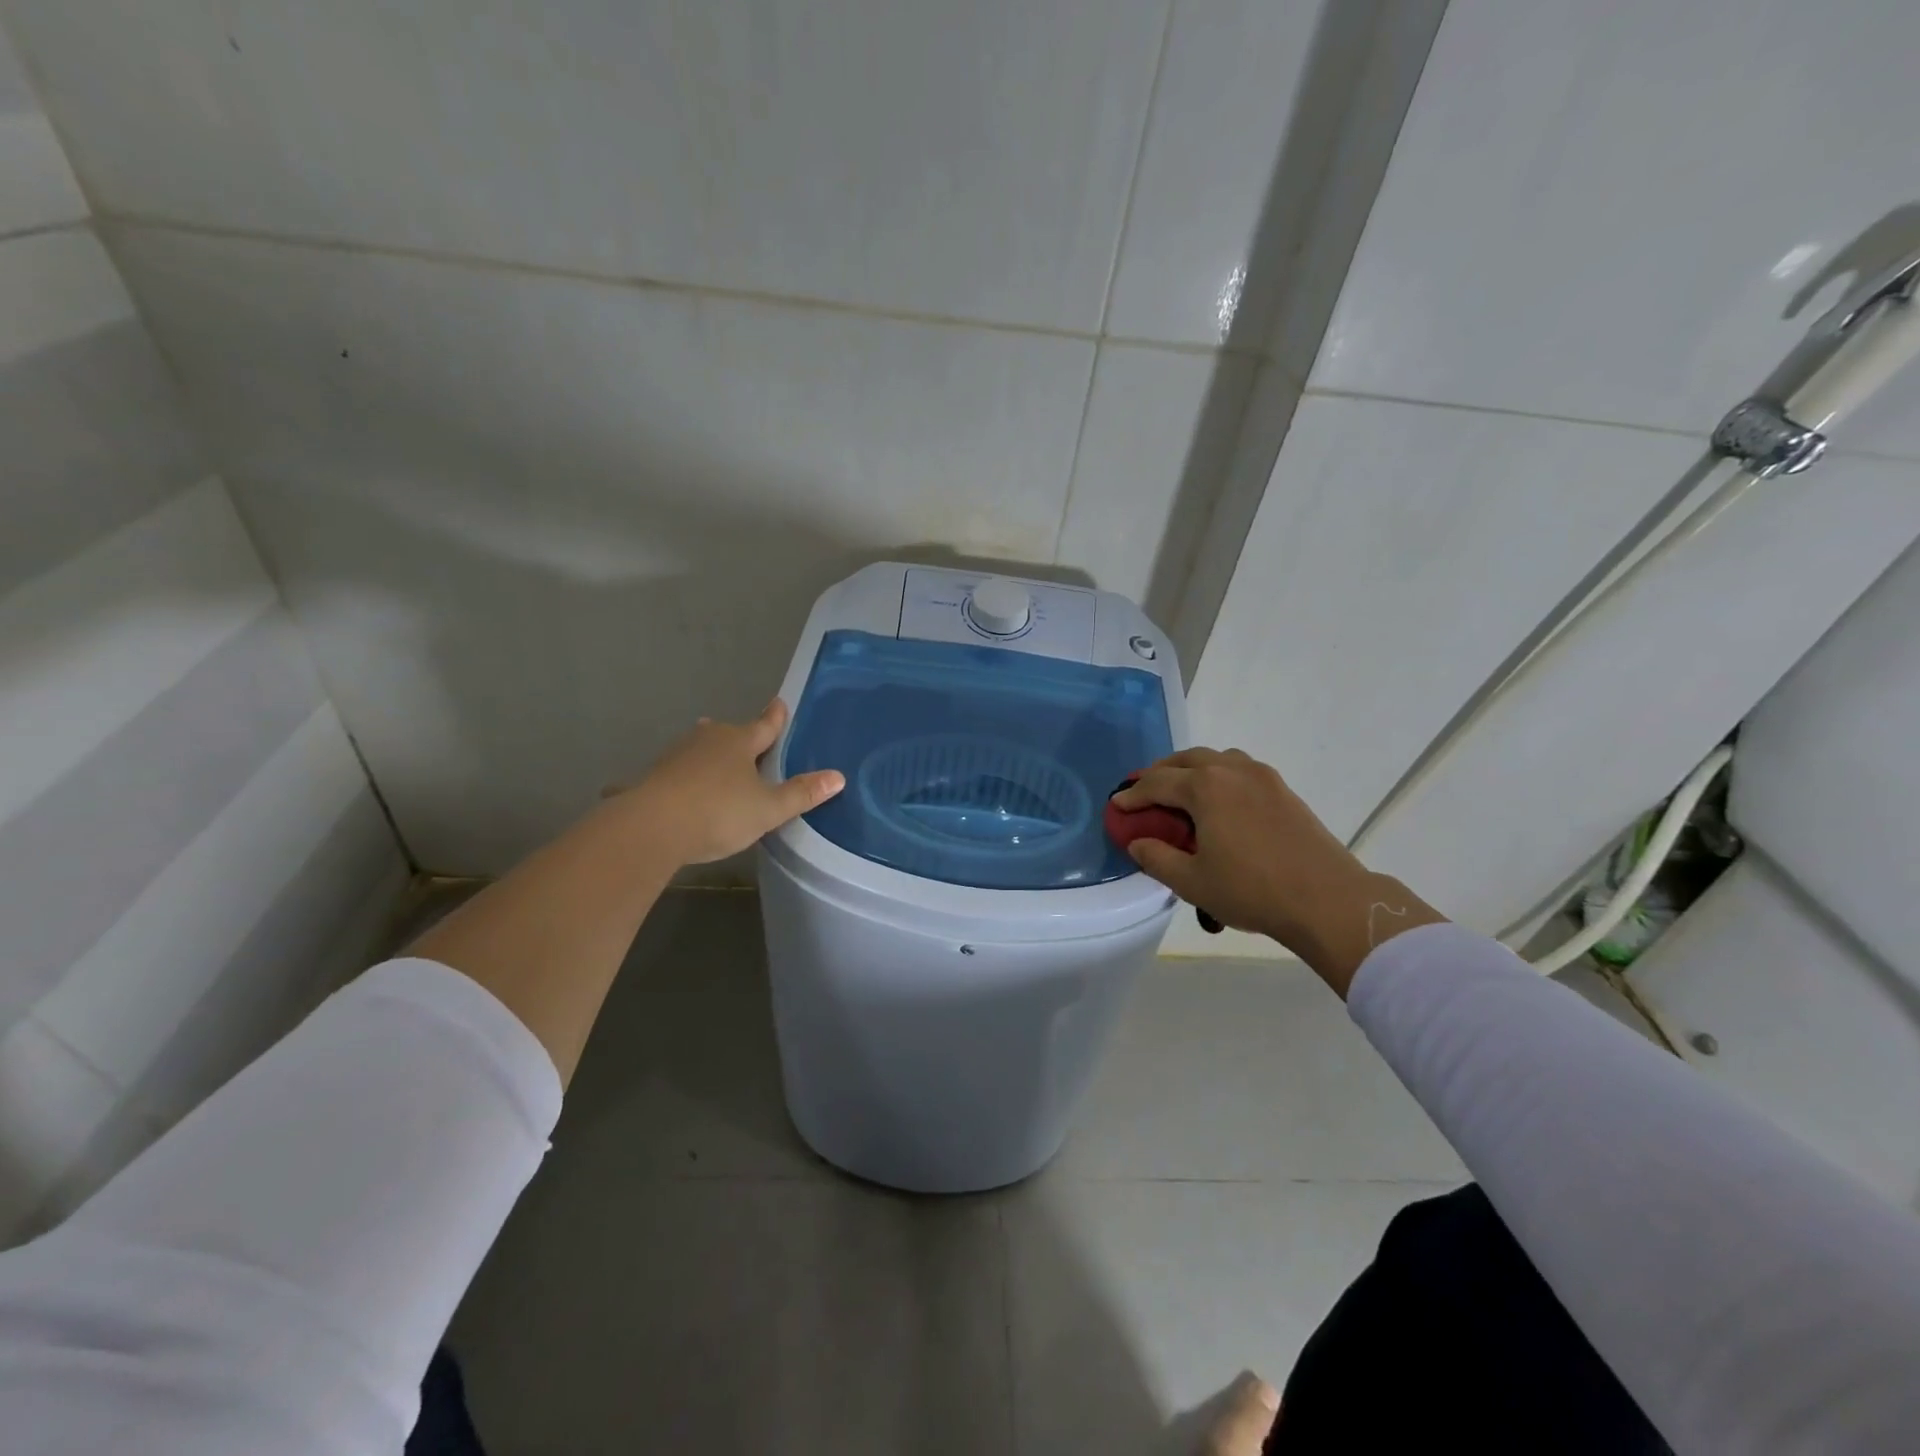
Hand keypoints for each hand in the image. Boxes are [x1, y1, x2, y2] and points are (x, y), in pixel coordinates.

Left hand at [615, 699, 843, 866]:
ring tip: (713, 759)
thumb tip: (838, 777)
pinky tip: (676, 787)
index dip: (775, 717)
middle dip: (738, 736)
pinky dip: (681, 777)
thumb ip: (801, 794)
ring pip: (699, 749)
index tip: (780, 702)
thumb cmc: (719, 812)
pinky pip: (674, 772)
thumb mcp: (769, 809)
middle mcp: (708, 741)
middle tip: (746, 738)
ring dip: (708, 754)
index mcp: (739, 743)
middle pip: (727, 733)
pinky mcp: (653, 777)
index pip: (764, 726)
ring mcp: (677, 757)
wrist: (652, 828)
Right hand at [1112, 748, 1443, 992]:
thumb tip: (1137, 843)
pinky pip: (1240, 770)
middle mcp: (1232, 770)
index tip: (1116, 805)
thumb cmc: (1252, 891)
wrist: (1328, 900)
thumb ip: (1156, 858)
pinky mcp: (1283, 790)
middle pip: (1186, 760)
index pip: (1157, 783)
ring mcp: (1262, 777)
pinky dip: (1218, 776)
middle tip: (1143, 791)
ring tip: (1180, 791)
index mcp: (1205, 788)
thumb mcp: (1192, 882)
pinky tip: (1219, 801)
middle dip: (1159, 773)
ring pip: (1216, 759)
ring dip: (1191, 769)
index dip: (1132, 795)